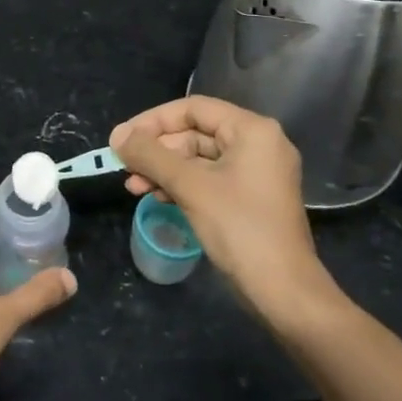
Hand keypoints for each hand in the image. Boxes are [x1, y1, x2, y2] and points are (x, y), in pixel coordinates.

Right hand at [110, 97, 340, 332]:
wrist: (283, 292)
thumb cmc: (239, 228)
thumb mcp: (190, 186)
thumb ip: (150, 155)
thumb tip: (117, 136)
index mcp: (252, 131)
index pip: (193, 108)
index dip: (153, 120)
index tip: (122, 139)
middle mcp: (257, 144)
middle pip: (194, 132)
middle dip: (156, 150)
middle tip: (124, 166)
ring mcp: (255, 173)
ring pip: (198, 158)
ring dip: (163, 170)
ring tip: (133, 186)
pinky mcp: (249, 198)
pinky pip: (208, 179)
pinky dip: (180, 185)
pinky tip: (156, 197)